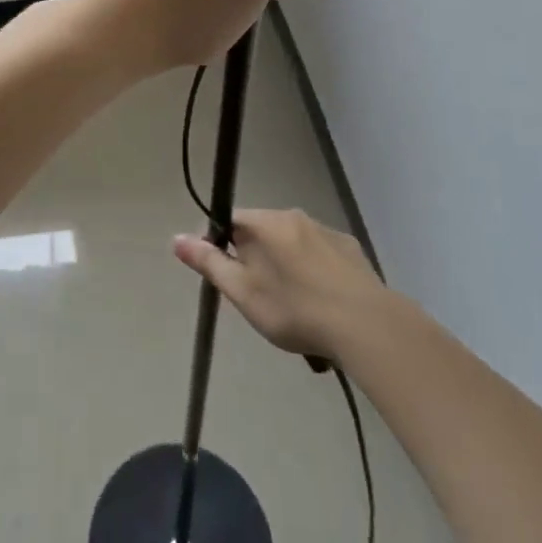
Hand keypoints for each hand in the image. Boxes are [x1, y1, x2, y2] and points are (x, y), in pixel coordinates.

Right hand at [174, 208, 381, 360]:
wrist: (365, 326)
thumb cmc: (295, 309)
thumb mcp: (243, 292)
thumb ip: (209, 263)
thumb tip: (176, 237)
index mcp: (266, 223)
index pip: (231, 221)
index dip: (222, 247)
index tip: (229, 277)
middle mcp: (295, 217)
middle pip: (262, 233)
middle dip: (255, 260)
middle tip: (260, 300)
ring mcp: (326, 231)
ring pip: (292, 244)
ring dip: (285, 267)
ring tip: (293, 310)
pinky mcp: (351, 250)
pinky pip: (321, 255)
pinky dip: (314, 273)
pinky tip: (322, 304)